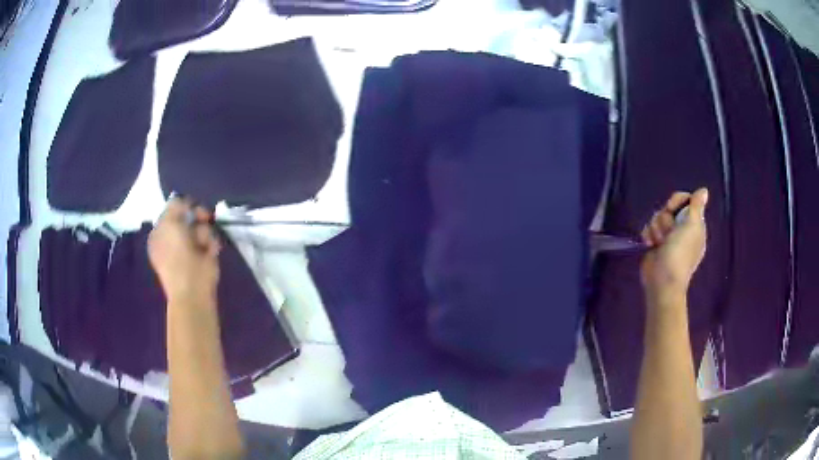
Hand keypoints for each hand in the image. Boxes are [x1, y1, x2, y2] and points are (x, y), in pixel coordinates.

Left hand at [148, 197, 220, 305]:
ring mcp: (190, 248)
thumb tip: (183, 202)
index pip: (172, 210)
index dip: (182, 207)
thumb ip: (174, 207)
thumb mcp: (169, 224)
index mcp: (160, 233)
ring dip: (205, 233)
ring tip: (204, 244)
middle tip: (203, 217)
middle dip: (196, 216)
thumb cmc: (176, 256)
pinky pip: (211, 240)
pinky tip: (209, 251)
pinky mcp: (205, 256)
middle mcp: (174, 239)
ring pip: (201, 227)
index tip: (189, 206)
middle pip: (189, 216)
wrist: (192, 288)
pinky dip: (211, 243)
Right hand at [640, 188, 708, 299]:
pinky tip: (650, 245)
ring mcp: (668, 237)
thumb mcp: (692, 226)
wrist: (662, 280)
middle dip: (664, 218)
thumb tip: (704, 190)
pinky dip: (648, 236)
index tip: (671, 208)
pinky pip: (648, 229)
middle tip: (667, 232)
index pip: (686, 200)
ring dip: (656, 228)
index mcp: (694, 225)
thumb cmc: (680, 253)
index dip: (677, 200)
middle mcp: (682, 229)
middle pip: (669, 208)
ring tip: (658, 242)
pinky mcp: (655, 244)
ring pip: (657, 218)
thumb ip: (696, 206)